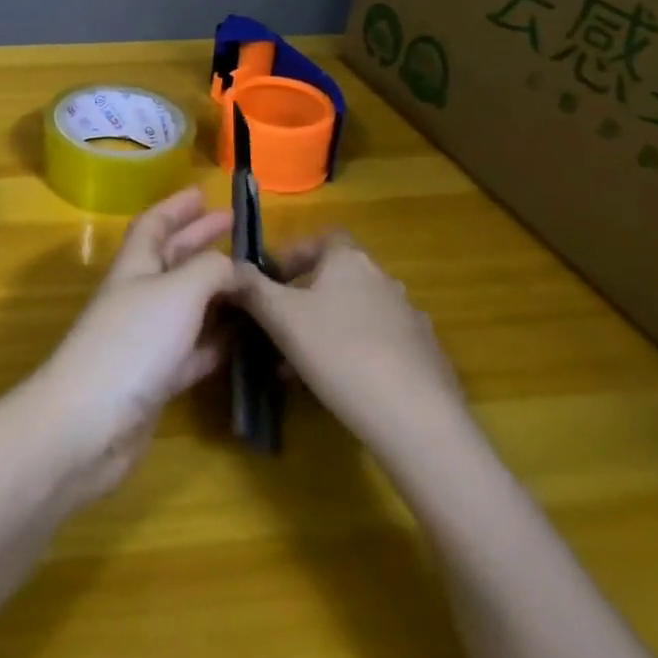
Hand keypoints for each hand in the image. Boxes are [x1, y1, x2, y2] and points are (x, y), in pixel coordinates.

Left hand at [30, 188, 237, 496]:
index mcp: (134, 266)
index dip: (176, 207)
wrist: (89, 422)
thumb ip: (210, 271)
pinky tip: (244, 339)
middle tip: (240, 230)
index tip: (203, 193)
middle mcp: (138, 297)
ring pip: (187, 306)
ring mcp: (146, 339)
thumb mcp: (177, 292)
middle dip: (202, 242)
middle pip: (172, 260)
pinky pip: (194, 349)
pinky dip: (218, 340)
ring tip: (255, 284)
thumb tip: (236, 266)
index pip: (153, 225)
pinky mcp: (156, 379)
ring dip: (217, 292)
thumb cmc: (132, 343)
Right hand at [235, 230, 464, 453]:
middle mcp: (384, 280)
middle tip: (279, 327)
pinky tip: (340, 385)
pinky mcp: (427, 356)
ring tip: (299, 365)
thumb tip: (230, 267)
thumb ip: (251, 288)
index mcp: (350, 261)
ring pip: (355, 314)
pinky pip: (380, 344)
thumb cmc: (338, 352)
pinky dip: (356, 353)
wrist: (416, 418)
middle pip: (338, 278)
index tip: (273, 280)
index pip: (323, 239)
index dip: (296, 253)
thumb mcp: (280, 317)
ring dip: (327, 329)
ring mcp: (410, 318)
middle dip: (305, 299)